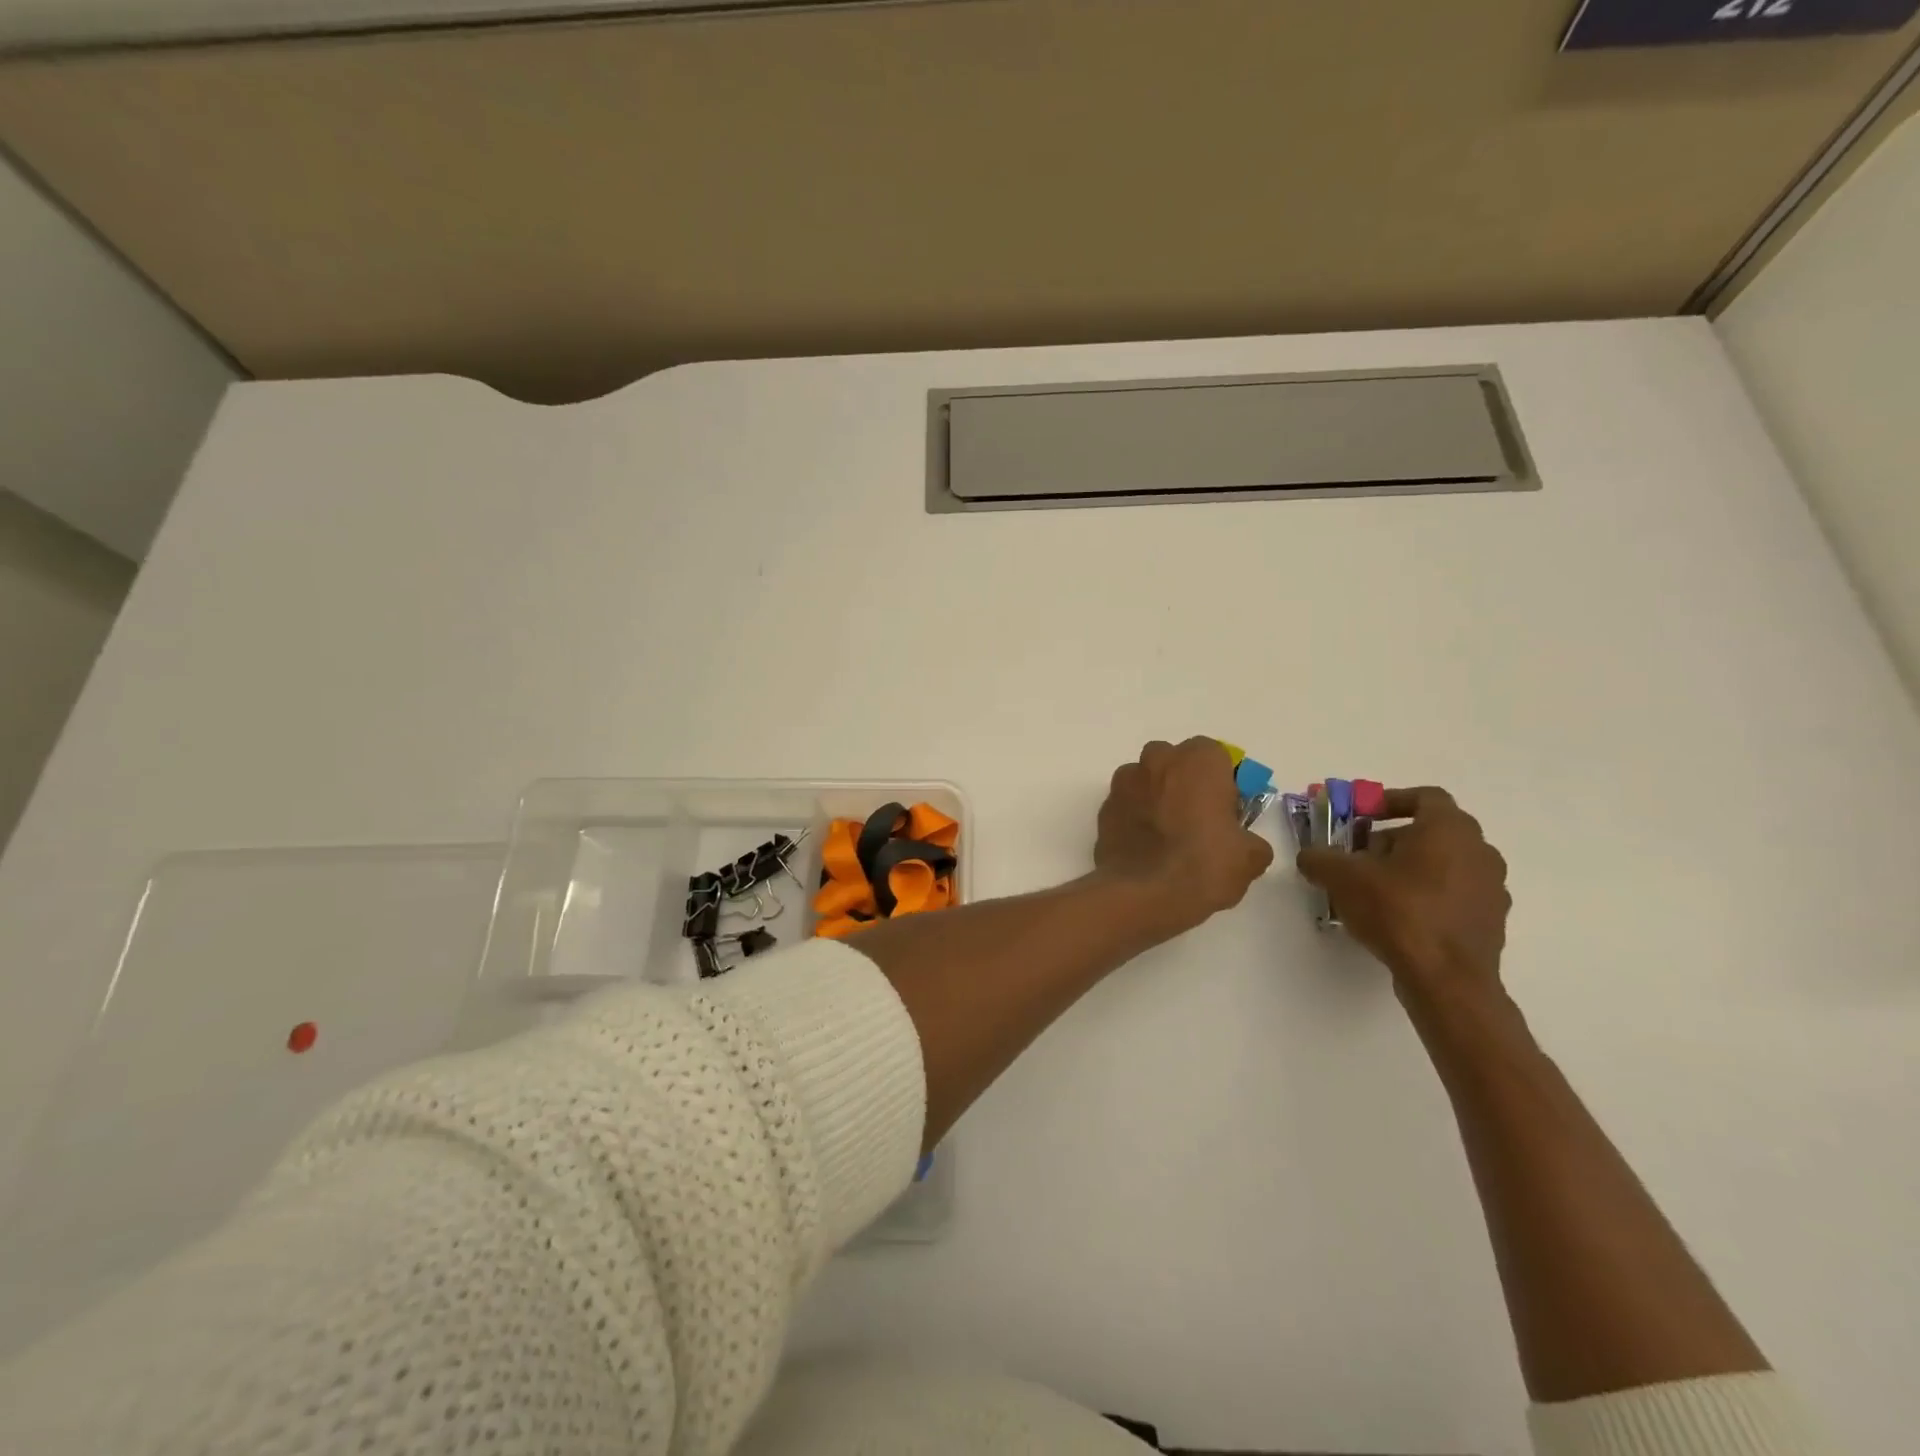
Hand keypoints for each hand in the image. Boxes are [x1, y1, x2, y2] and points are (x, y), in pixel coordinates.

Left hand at [1096, 738, 1274, 933]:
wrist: (1141, 894)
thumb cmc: (1202, 865)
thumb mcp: (1250, 858)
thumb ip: (1250, 841)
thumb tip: (1244, 844)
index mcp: (1198, 761)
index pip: (1215, 755)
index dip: (1221, 780)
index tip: (1225, 809)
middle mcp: (1157, 761)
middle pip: (1174, 761)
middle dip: (1184, 782)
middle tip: (1196, 819)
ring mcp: (1124, 783)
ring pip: (1145, 780)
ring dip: (1155, 797)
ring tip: (1166, 836)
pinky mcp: (1103, 809)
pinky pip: (1126, 805)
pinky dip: (1135, 818)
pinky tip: (1145, 848)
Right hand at [1296, 787, 1510, 1011]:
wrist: (1446, 979)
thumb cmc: (1398, 911)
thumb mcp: (1341, 877)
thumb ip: (1320, 858)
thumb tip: (1311, 856)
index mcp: (1449, 828)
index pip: (1425, 797)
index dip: (1391, 801)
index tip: (1363, 816)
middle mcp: (1479, 850)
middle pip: (1433, 832)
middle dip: (1394, 839)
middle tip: (1361, 856)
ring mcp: (1492, 887)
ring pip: (1445, 864)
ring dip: (1411, 868)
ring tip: (1376, 890)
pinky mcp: (1491, 921)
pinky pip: (1454, 894)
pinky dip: (1428, 896)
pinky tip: (1399, 918)